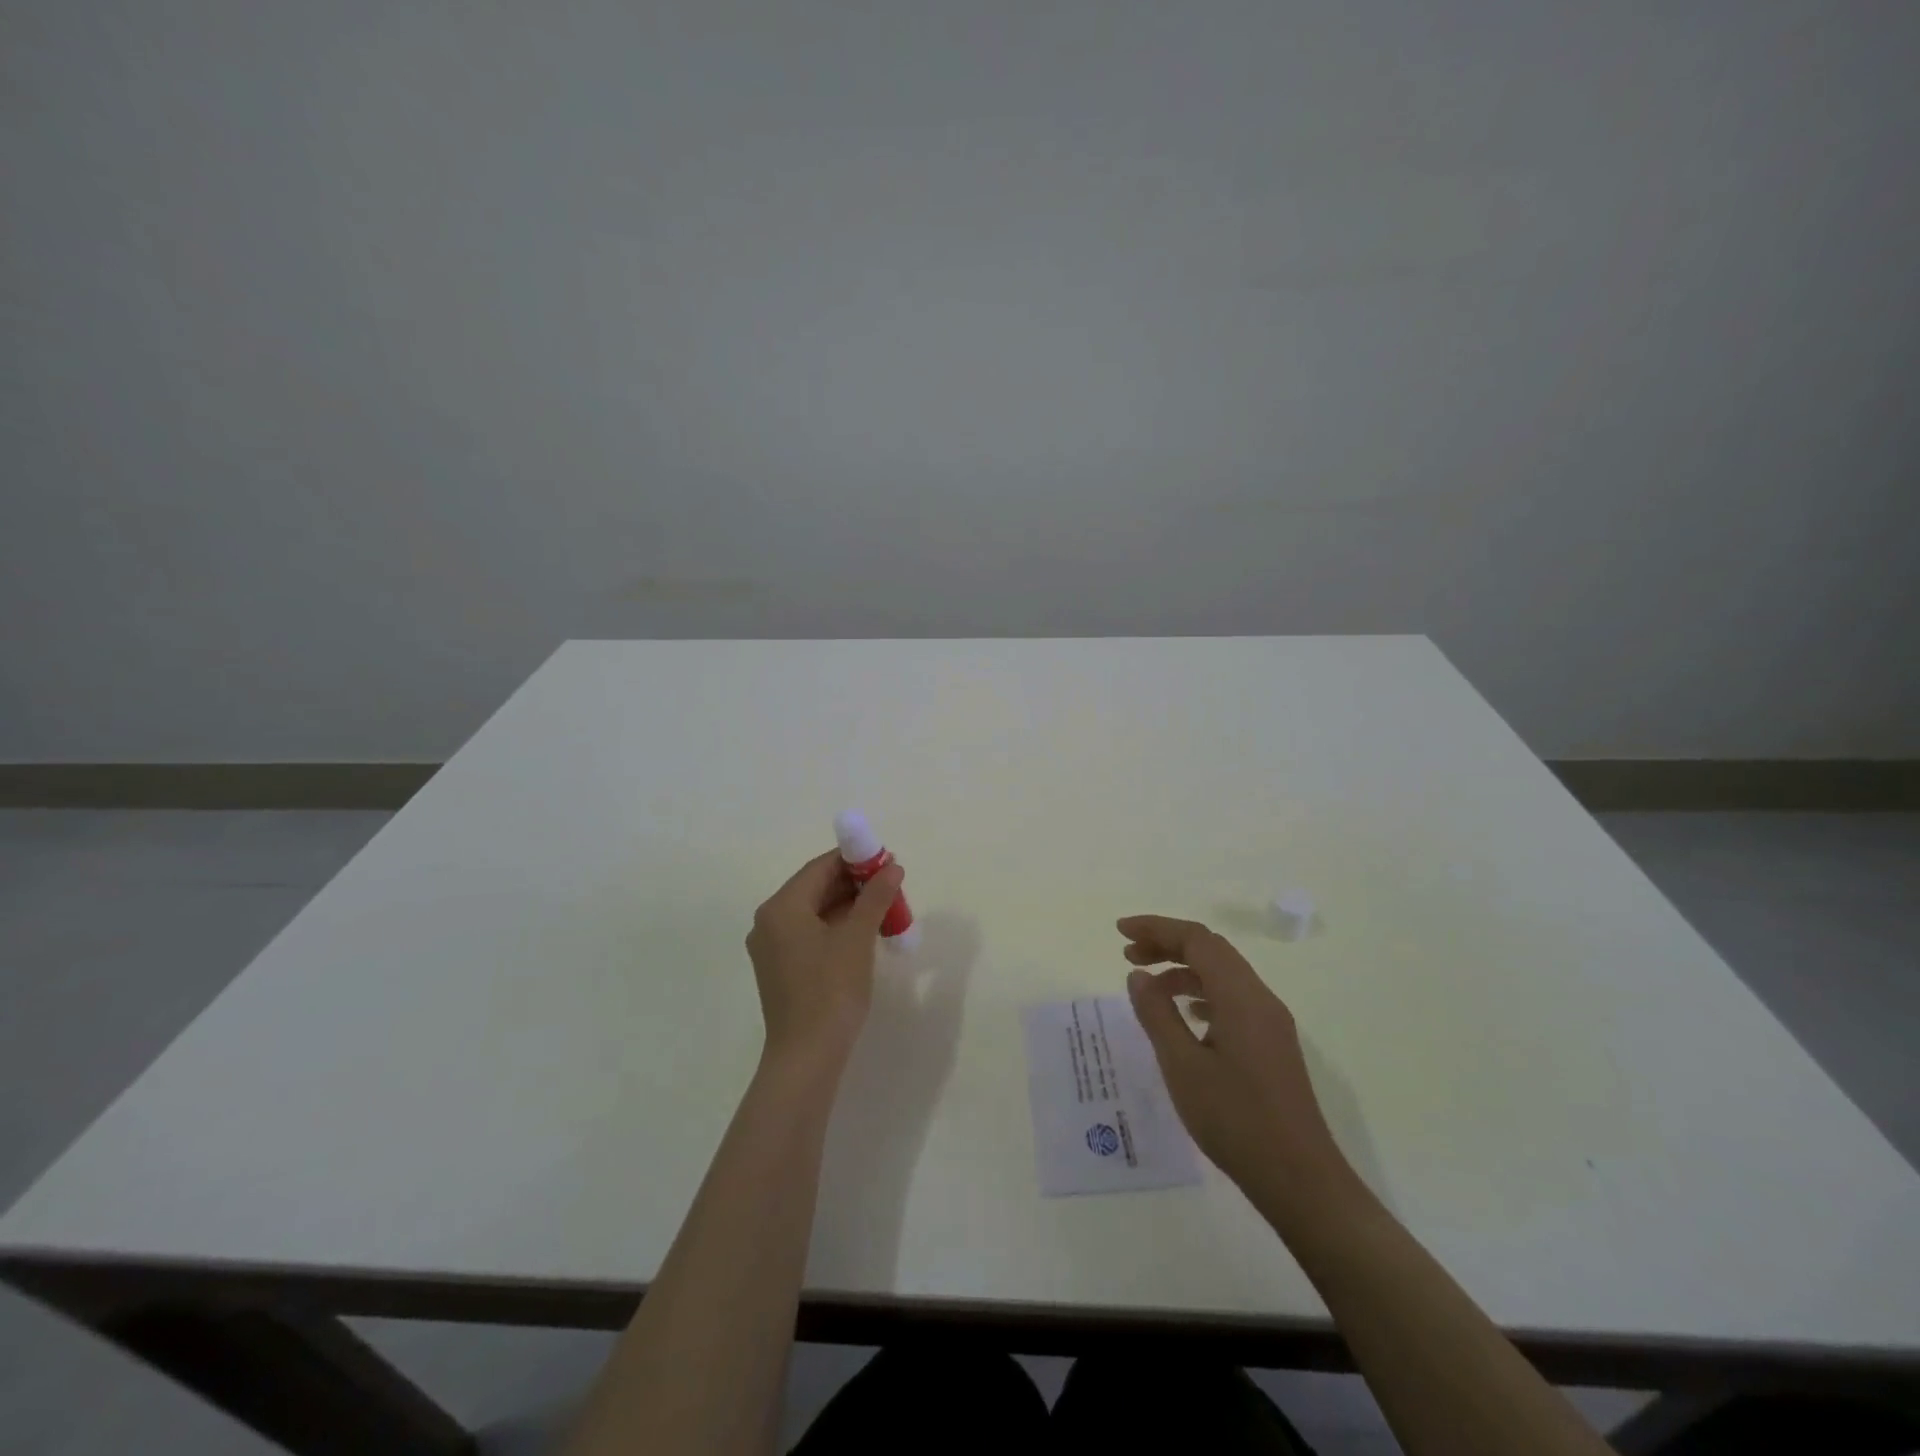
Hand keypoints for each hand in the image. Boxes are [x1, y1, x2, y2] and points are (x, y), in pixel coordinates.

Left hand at [746, 851, 904, 1066]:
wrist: (807, 1056)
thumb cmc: (831, 990)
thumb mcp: (858, 938)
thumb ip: (875, 897)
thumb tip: (892, 867)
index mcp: (782, 907)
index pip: (820, 867)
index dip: (855, 859)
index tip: (887, 861)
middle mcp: (769, 921)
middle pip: (815, 887)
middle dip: (854, 883)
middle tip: (890, 885)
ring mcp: (771, 946)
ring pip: (814, 911)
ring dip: (848, 905)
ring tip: (884, 908)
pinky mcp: (779, 968)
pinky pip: (809, 933)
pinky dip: (835, 926)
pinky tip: (864, 932)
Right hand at [1120, 915, 1354, 1203]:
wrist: (1300, 1179)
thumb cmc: (1236, 1120)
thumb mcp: (1182, 1066)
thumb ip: (1157, 1014)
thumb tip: (1139, 976)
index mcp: (1241, 996)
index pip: (1197, 939)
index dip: (1157, 928)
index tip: (1120, 932)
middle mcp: (1260, 999)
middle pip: (1211, 950)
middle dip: (1168, 944)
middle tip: (1127, 954)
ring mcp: (1270, 1022)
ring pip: (1223, 974)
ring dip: (1183, 969)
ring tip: (1147, 986)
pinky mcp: (1272, 1044)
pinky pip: (1233, 999)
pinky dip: (1202, 993)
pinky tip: (1185, 1015)